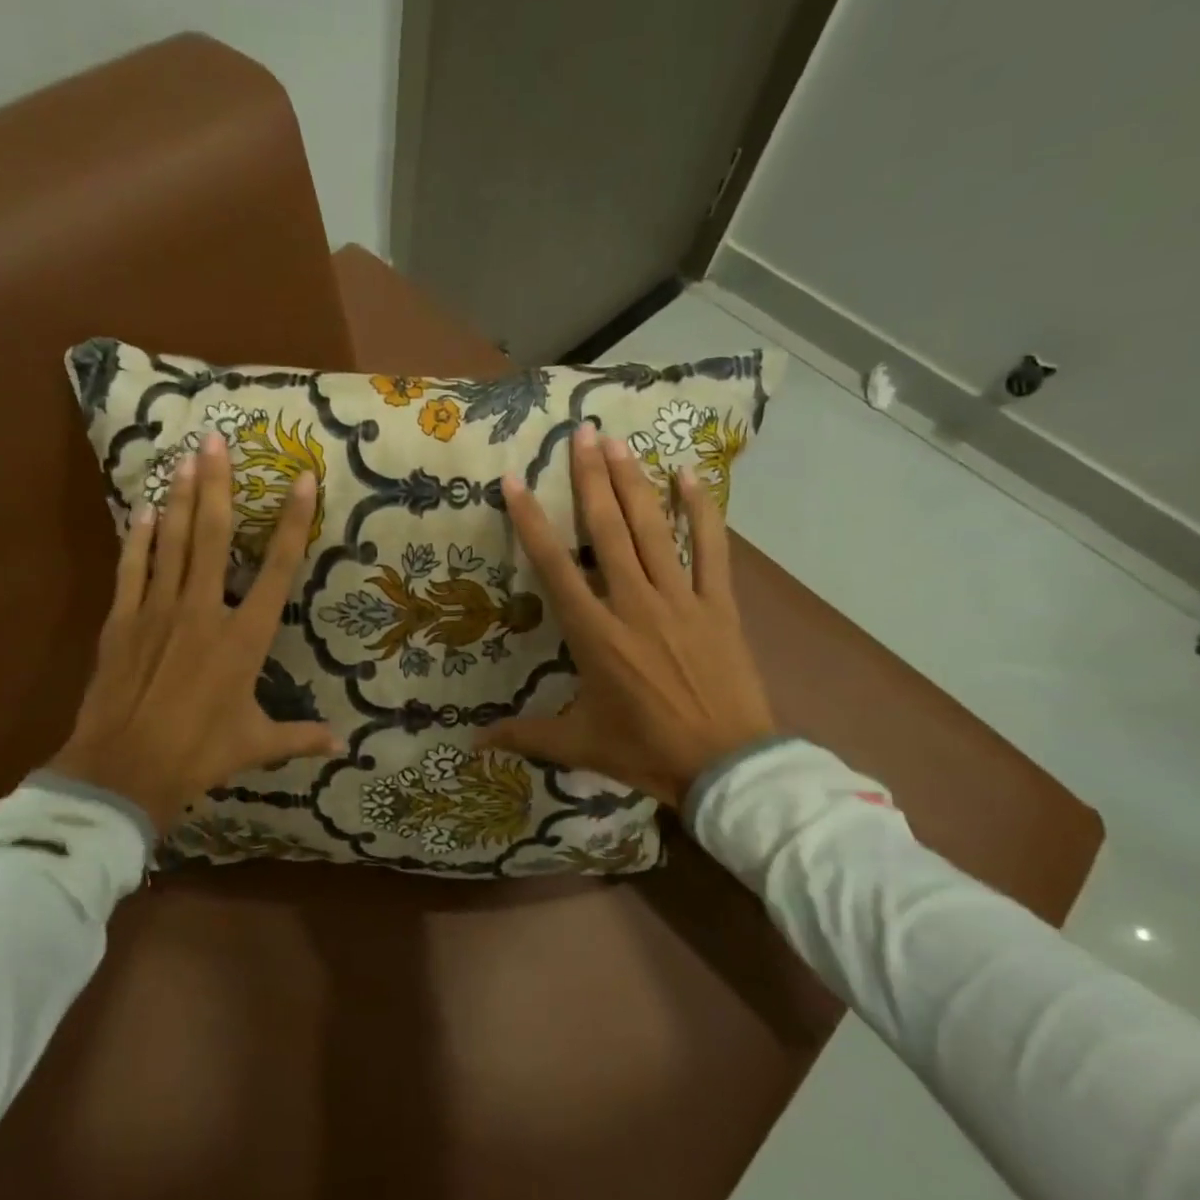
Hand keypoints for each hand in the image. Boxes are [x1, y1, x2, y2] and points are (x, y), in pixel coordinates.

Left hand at [50, 431, 342, 832]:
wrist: (124, 770)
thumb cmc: (198, 754)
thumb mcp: (256, 746)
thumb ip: (299, 737)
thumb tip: (342, 745)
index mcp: (244, 638)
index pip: (277, 569)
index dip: (292, 522)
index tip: (301, 479)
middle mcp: (204, 611)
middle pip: (213, 536)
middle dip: (218, 485)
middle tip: (217, 440)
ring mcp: (159, 610)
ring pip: (172, 541)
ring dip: (179, 497)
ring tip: (183, 456)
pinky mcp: (123, 620)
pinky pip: (133, 568)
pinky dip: (139, 537)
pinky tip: (143, 509)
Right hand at [476, 424, 775, 808]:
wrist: (726, 766)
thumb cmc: (645, 751)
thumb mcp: (578, 744)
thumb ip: (524, 735)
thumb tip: (472, 745)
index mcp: (594, 633)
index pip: (554, 566)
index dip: (532, 521)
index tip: (516, 480)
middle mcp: (633, 603)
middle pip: (607, 530)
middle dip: (590, 478)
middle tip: (581, 433)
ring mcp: (679, 599)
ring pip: (652, 529)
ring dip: (633, 483)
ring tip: (618, 443)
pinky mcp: (718, 604)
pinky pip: (710, 548)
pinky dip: (701, 510)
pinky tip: (689, 475)